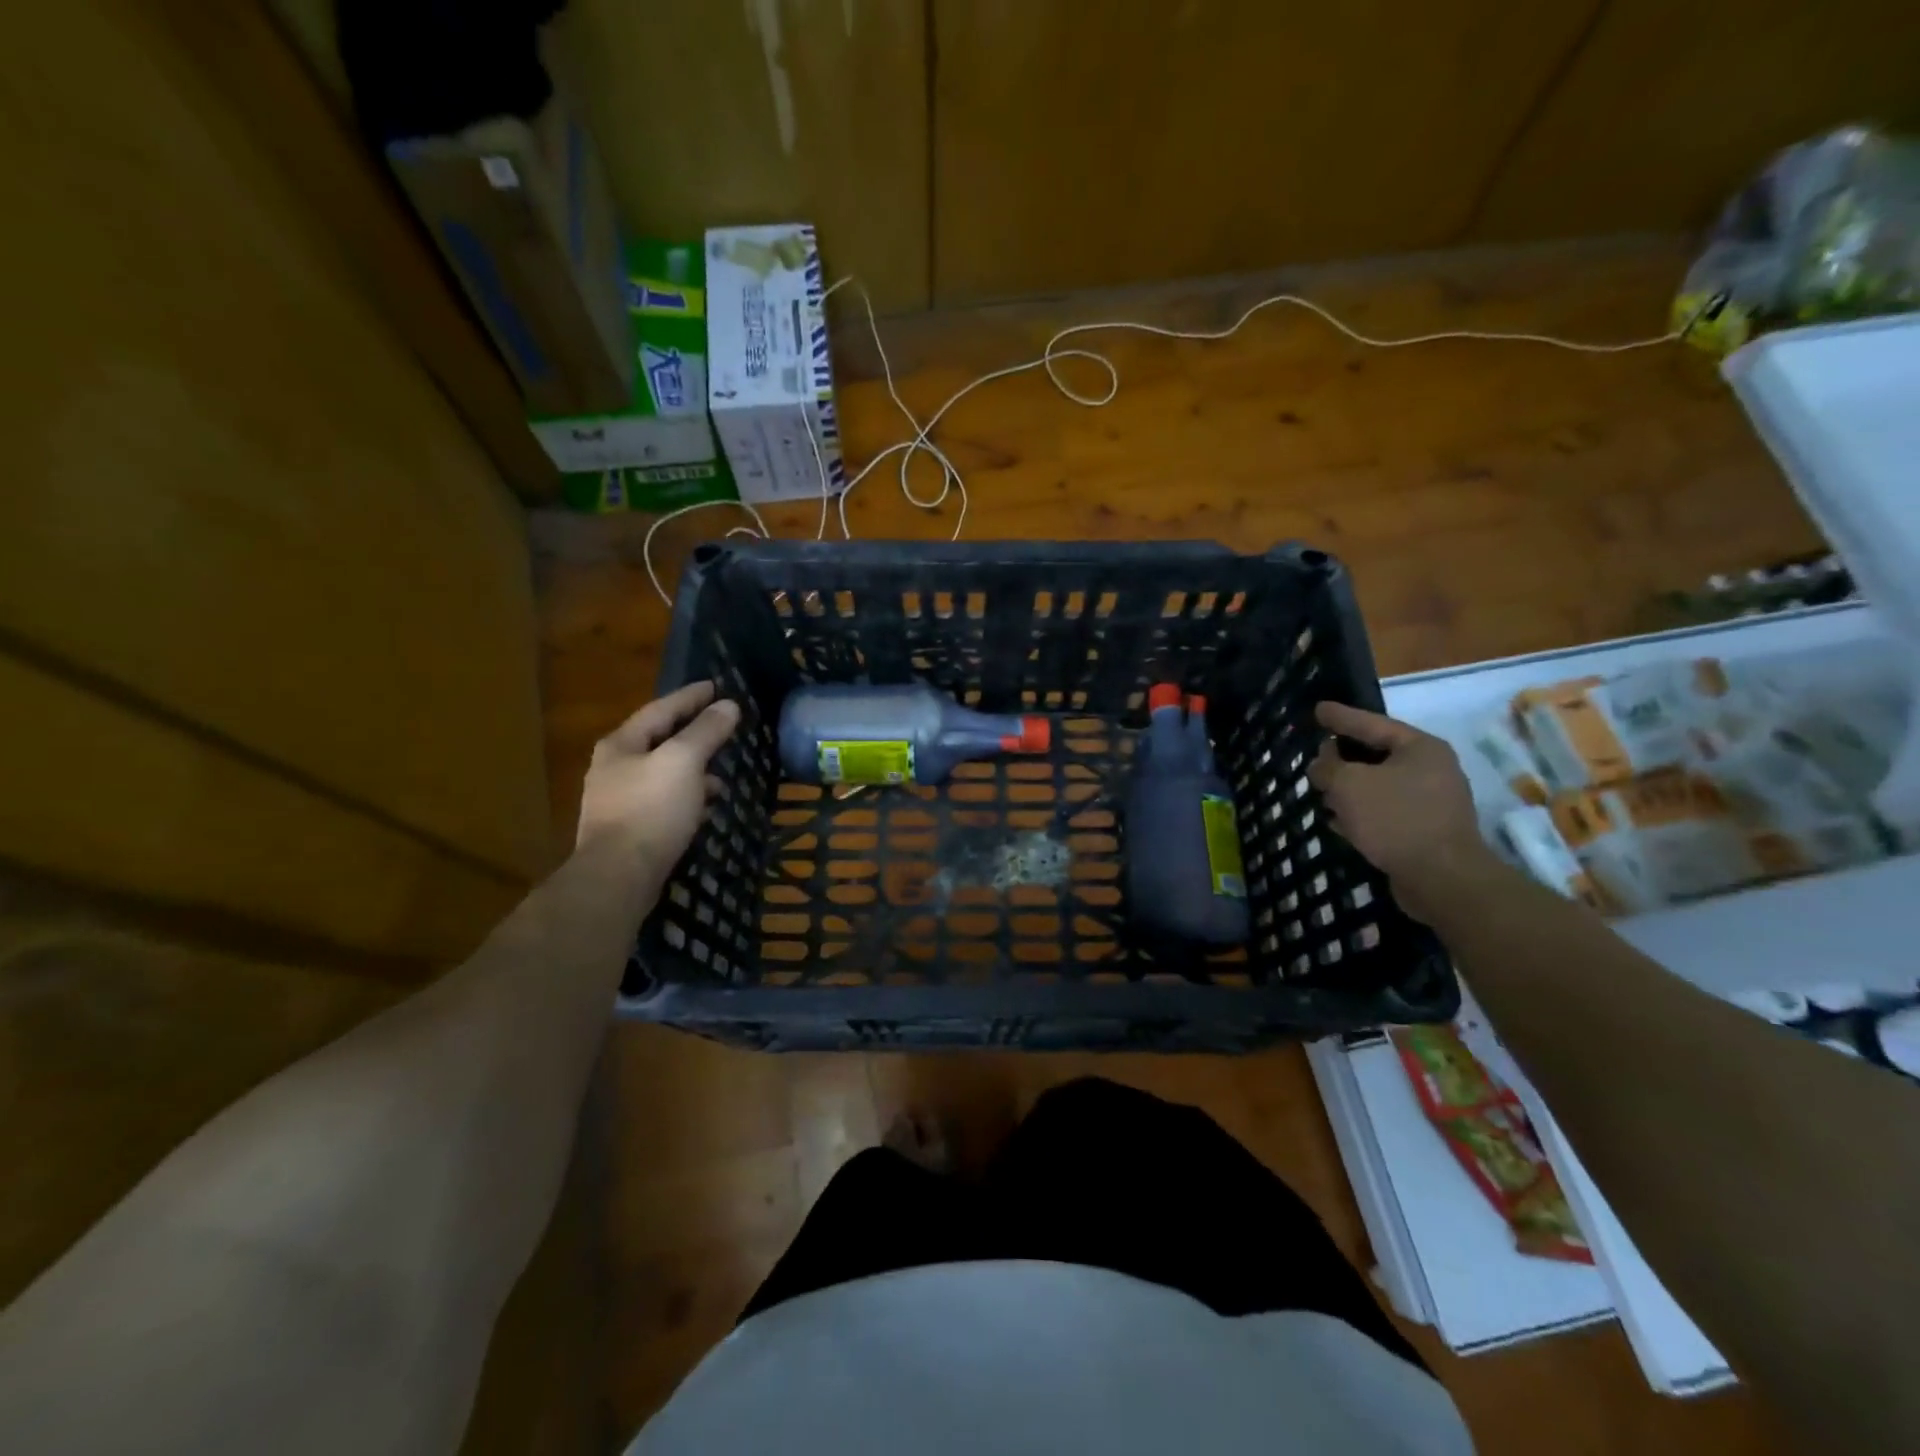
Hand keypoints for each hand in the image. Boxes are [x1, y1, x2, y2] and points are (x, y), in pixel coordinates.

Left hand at [576, 682, 740, 875]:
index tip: (716, 685)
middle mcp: (614, 768)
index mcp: (621, 744)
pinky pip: (665, 801)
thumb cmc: (651, 809)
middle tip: (721, 723)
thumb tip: (728, 705)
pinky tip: (707, 805)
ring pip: (663, 773)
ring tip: (722, 769)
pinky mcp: (631, 829)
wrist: (619, 876)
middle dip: (692, 732)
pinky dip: (688, 796)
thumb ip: (706, 731)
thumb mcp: (683, 761)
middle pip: (659, 740)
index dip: (690, 696)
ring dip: (693, 767)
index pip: (661, 709)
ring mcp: (619, 801)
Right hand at [1308, 701, 1490, 922]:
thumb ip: (1328, 767)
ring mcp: (1431, 802)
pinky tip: (1338, 821)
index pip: (1372, 723)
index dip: (1341, 717)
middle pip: (1377, 755)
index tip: (1318, 708)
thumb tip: (1320, 763)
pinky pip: (1385, 811)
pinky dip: (1361, 813)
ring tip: (1321, 792)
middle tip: (1316, 755)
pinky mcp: (1425, 830)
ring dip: (1349, 789)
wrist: (1441, 879)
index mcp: (1420, 748)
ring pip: (1379, 786)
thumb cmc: (1395, 819)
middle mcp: (1432, 770)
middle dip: (1343, 757)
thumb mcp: (1348, 785)